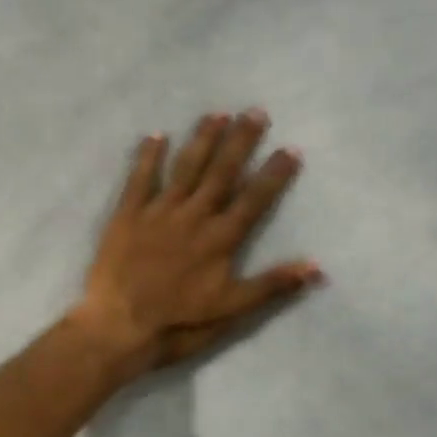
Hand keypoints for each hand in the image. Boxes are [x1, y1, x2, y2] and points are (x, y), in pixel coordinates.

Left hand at [71, 110, 320, 372]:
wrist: (119, 325)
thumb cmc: (178, 323)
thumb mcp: (231, 311)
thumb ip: (272, 285)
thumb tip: (317, 266)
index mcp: (220, 239)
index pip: (255, 199)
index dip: (274, 174)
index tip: (290, 148)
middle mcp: (193, 216)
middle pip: (222, 172)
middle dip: (241, 141)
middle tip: (256, 111)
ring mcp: (158, 212)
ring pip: (185, 168)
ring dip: (202, 140)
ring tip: (217, 114)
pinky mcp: (127, 215)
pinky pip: (139, 179)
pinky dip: (147, 156)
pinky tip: (156, 135)